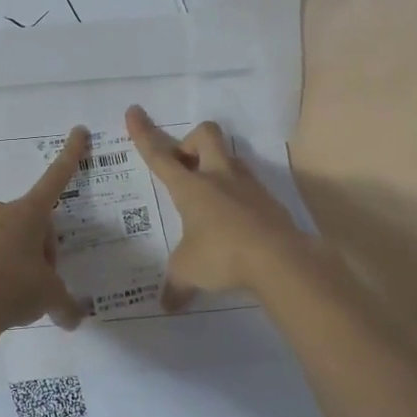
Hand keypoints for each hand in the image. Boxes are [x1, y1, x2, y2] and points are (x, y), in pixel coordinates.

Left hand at [0, 126, 91, 333]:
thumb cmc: (13, 289)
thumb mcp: (48, 298)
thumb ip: (65, 305)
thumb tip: (74, 320)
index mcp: (29, 215)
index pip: (56, 179)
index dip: (70, 156)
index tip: (78, 131)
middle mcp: (0, 214)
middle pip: (30, 223)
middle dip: (40, 248)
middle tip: (42, 281)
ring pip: (3, 239)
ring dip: (14, 259)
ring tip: (13, 294)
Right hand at [125, 106, 308, 309]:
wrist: (281, 260)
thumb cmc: (223, 256)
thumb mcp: (189, 271)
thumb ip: (176, 284)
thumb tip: (166, 304)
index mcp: (191, 187)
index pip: (160, 155)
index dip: (144, 134)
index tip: (134, 112)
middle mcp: (219, 177)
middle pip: (205, 135)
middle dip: (190, 143)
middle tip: (184, 169)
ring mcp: (248, 185)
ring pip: (229, 157)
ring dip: (216, 167)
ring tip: (209, 198)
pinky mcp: (269, 200)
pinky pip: (248, 185)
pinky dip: (237, 195)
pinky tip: (234, 221)